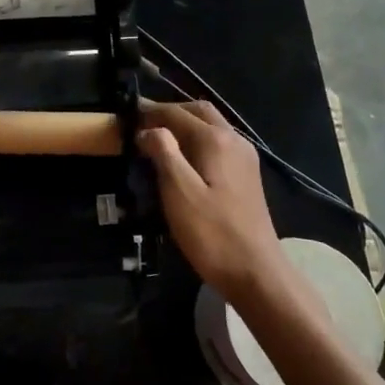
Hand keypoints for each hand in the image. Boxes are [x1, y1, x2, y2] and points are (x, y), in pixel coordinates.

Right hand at [138, 99, 286, 300]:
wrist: (257, 273)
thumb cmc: (212, 233)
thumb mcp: (179, 192)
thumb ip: (164, 152)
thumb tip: (149, 129)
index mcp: (216, 140)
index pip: (177, 113)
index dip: (151, 111)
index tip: (127, 115)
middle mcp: (234, 139)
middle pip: (199, 112)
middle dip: (170, 112)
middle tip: (143, 123)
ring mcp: (244, 157)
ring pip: (211, 125)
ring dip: (185, 125)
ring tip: (158, 139)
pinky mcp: (247, 175)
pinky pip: (218, 143)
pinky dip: (197, 139)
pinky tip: (183, 159)